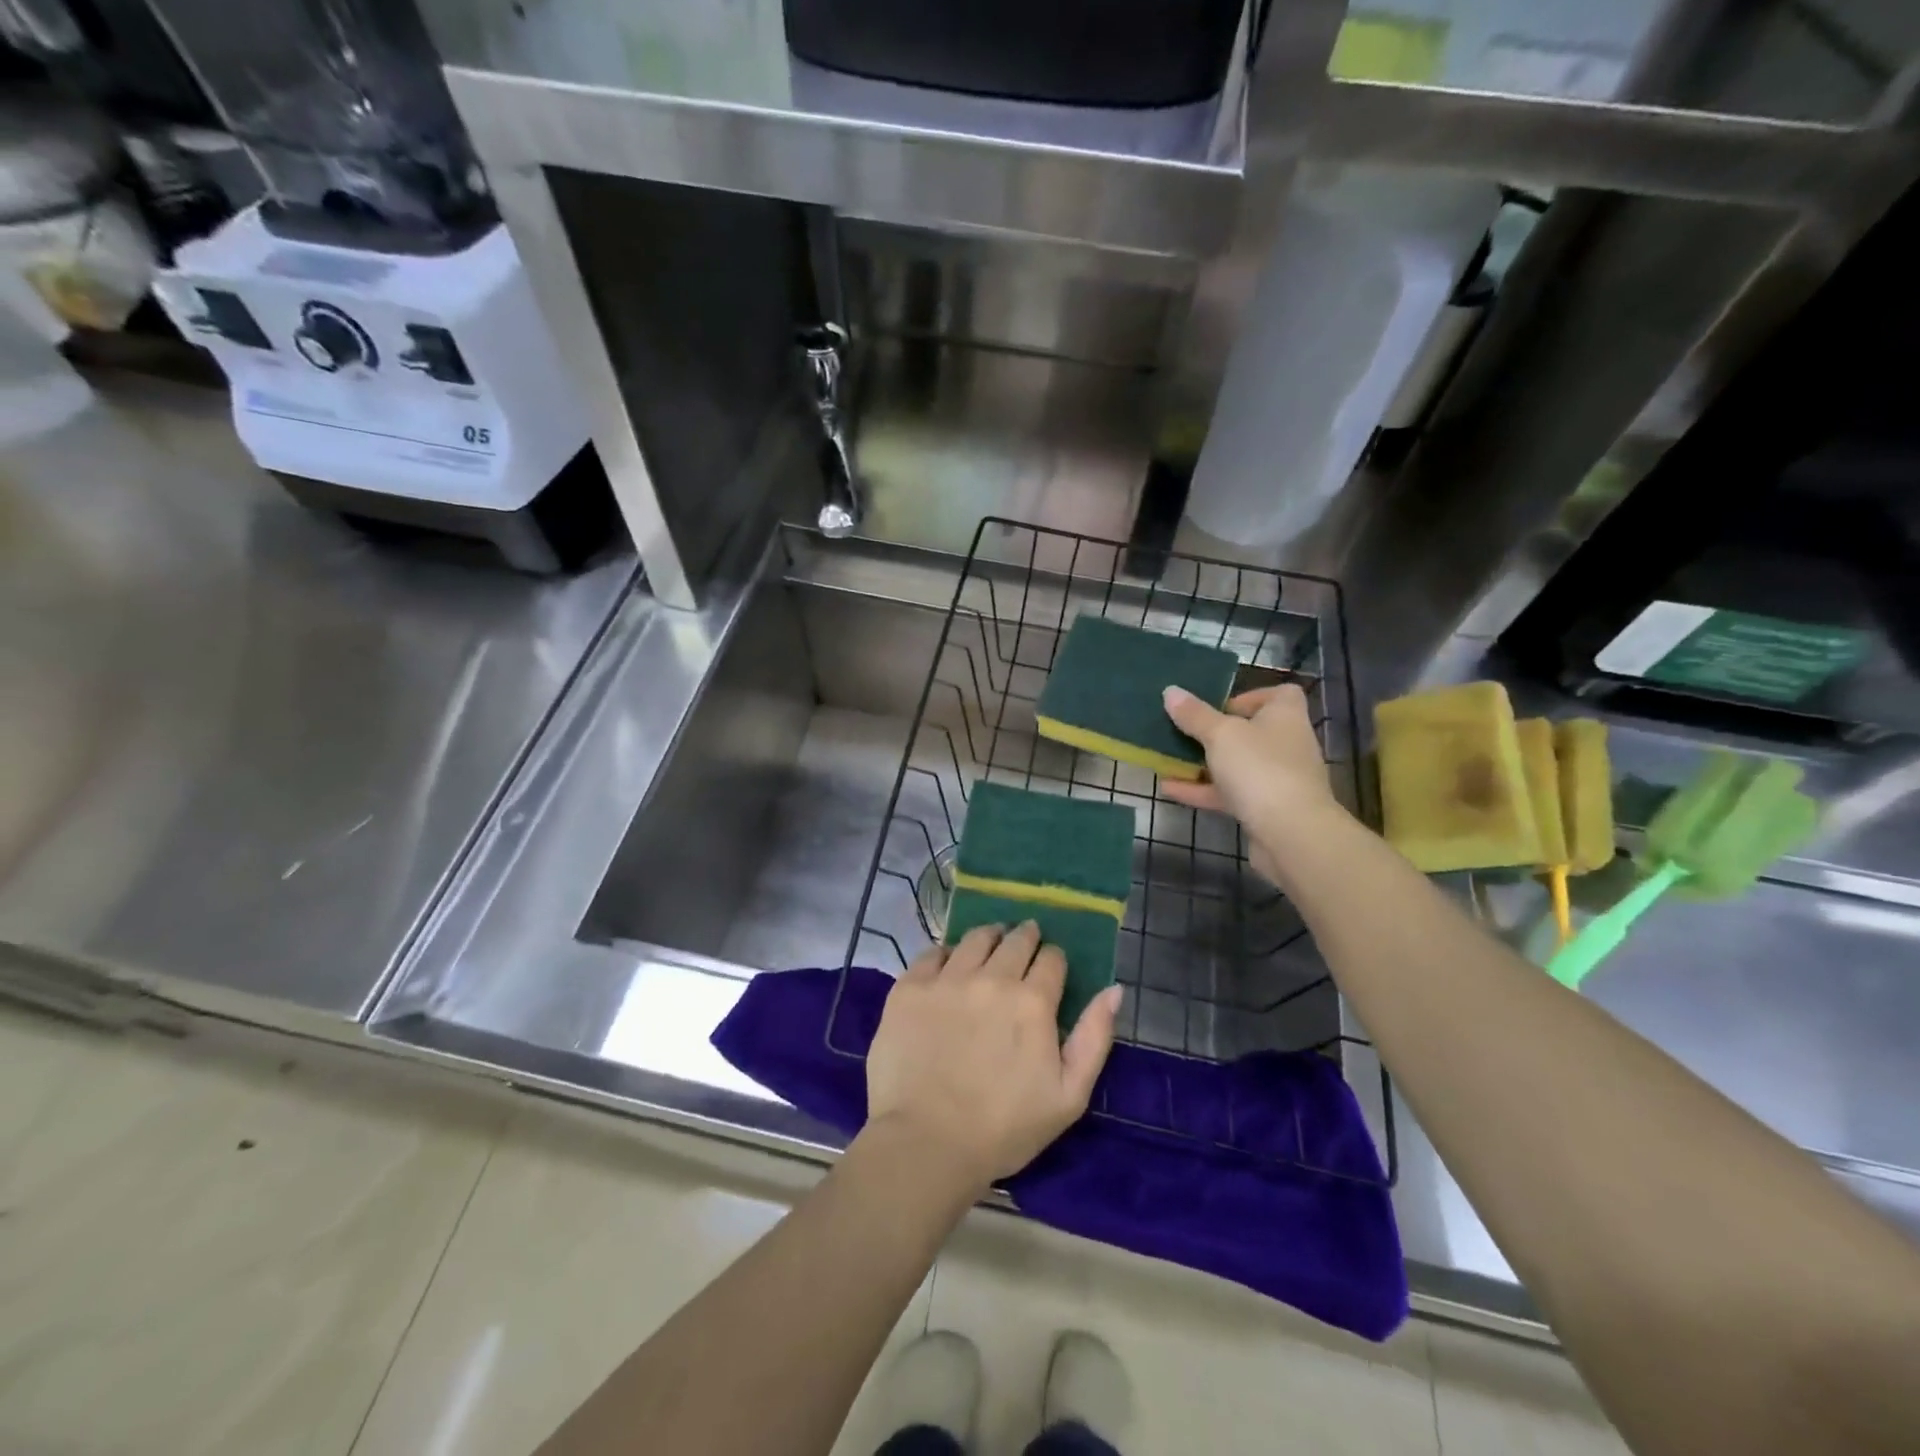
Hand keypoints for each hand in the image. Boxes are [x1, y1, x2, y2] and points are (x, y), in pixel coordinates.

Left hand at [865, 922, 1121, 1192]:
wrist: (926, 1143)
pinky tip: (948, 966)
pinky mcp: (910, 988)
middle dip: (1026, 937)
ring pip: (974, 939)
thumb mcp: (1069, 1096)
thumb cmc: (1004, 1128)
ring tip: (990, 942)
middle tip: (1024, 939)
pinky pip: (932, 953)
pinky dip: (946, 954)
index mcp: (1032, 1001)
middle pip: (1015, 940)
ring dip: (989, 937)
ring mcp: (946, 979)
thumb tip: (1114, 989)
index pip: (1052, 959)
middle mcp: (991, 978)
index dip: (1054, 960)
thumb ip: (1094, 1037)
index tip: (1050, 966)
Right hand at [1159, 683, 1346, 885]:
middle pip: (1251, 731)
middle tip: (1185, 732)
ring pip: (1237, 765)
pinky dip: (1202, 790)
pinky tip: (1169, 788)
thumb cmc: (1259, 768)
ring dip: (1204, 763)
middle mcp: (1286, 745)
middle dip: (1216, 733)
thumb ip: (1194, 715)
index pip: (1280, 694)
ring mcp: (1276, 779)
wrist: (1290, 834)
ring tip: (1168, 760)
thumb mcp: (1220, 735)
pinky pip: (1229, 794)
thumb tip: (1170, 691)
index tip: (1221, 705)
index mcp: (1285, 717)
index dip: (1251, 696)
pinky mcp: (1264, 809)